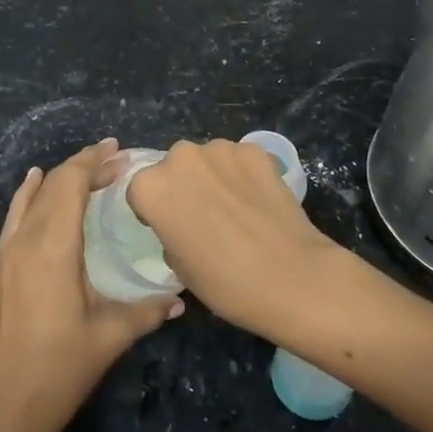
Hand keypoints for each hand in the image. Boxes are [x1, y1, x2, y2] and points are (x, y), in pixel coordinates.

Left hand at [0, 139, 182, 431]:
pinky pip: (15, 215)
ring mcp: (7, 253)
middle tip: (116, 163)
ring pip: (33, 197)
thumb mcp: (110, 336)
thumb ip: (147, 311)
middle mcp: (26, 240)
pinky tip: (35, 183)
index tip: (119, 151)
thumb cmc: (62, 368)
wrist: (8, 407)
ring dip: (59, 178)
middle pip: (53, 185)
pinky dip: (29, 194)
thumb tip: (179, 299)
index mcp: (53, 247)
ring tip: (88, 171)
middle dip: (84, 167)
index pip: (70, 184)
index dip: (93, 162)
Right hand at [125, 138, 346, 342]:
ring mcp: (220, 148)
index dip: (154, 211)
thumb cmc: (225, 282)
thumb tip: (183, 221)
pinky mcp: (255, 150)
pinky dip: (244, 174)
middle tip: (204, 217)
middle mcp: (180, 157)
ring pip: (207, 160)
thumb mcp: (178, 266)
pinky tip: (259, 200)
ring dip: (214, 176)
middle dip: (184, 186)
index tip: (171, 229)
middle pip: (173, 168)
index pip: (141, 192)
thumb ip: (169, 231)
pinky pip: (239, 159)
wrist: (291, 277)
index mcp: (151, 187)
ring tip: (236, 209)